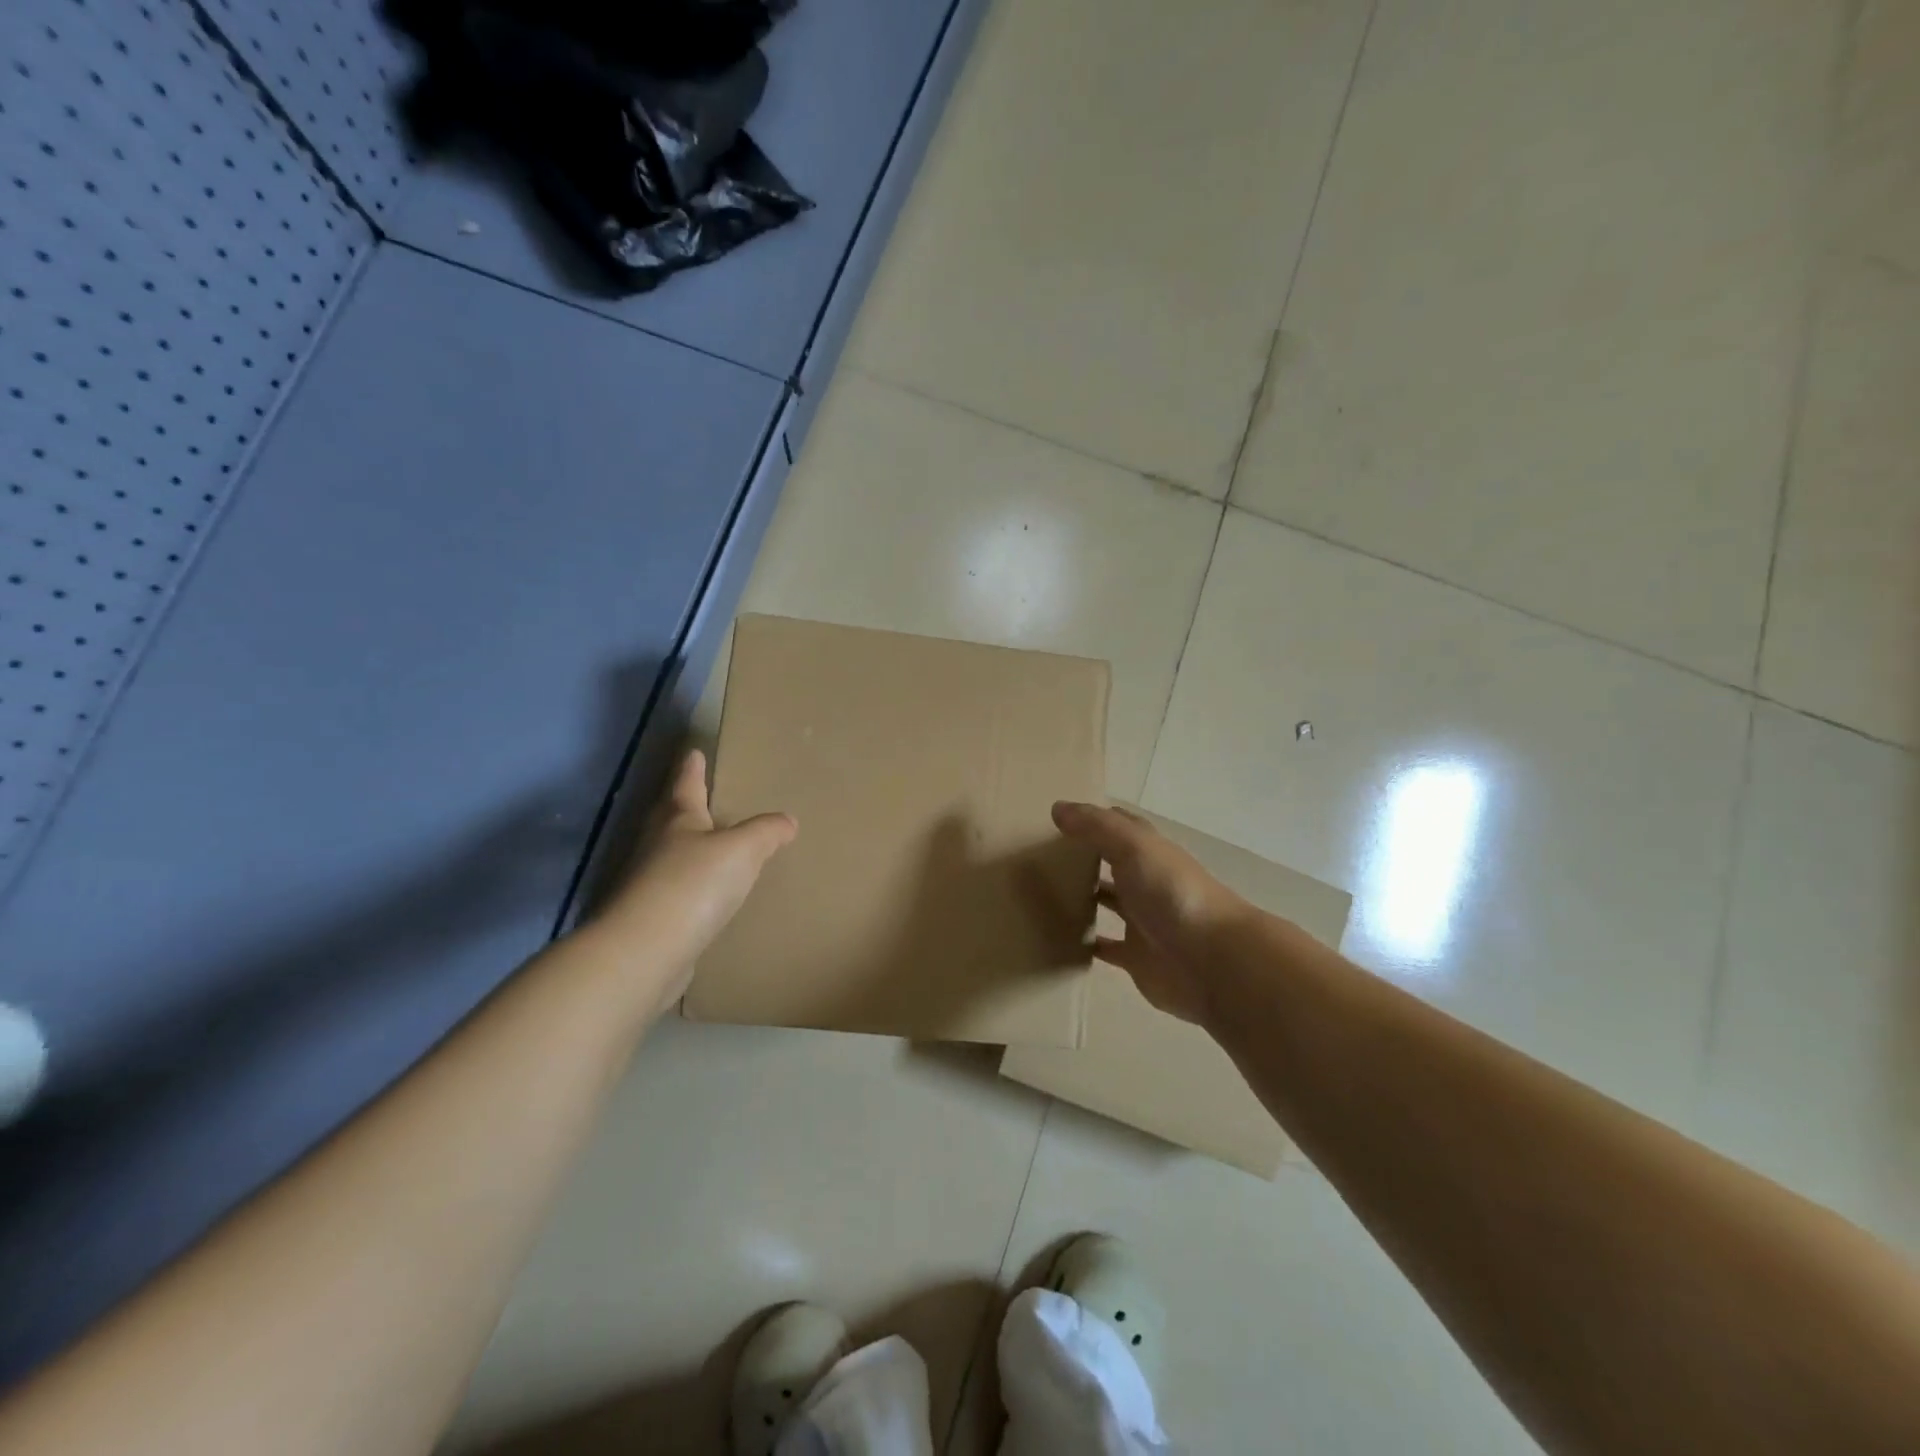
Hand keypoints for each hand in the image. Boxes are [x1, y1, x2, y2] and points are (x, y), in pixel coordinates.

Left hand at [595, 750, 795, 1005]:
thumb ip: (765, 832)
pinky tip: (706, 897)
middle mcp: (657, 846)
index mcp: (678, 820)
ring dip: (688, 848)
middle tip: (700, 795)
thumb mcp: (742, 850)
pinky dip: (691, 888)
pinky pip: (677, 892)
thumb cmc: (694, 885)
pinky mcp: (652, 919)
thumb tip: (787, 821)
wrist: (646, 951)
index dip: (692, 768)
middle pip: (672, 818)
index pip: (686, 785)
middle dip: (685, 805)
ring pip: (672, 856)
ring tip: (712, 846)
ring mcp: (649, 884)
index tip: (693, 752)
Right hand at [1050, 801, 1247, 1025]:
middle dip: (1084, 858)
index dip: (1093, 819)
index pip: (1120, 827)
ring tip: (1041, 893)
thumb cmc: (1173, 894)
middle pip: (1112, 864)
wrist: (1212, 962)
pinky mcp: (1136, 958)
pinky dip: (1086, 943)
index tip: (1059, 817)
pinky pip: (1106, 947)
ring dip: (1083, 898)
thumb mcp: (1134, 848)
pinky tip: (1059, 939)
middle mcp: (1147, 882)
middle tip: (1039, 855)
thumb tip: (1057, 807)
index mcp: (1150, 852)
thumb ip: (1096, 827)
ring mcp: (1143, 921)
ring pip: (1108, 903)